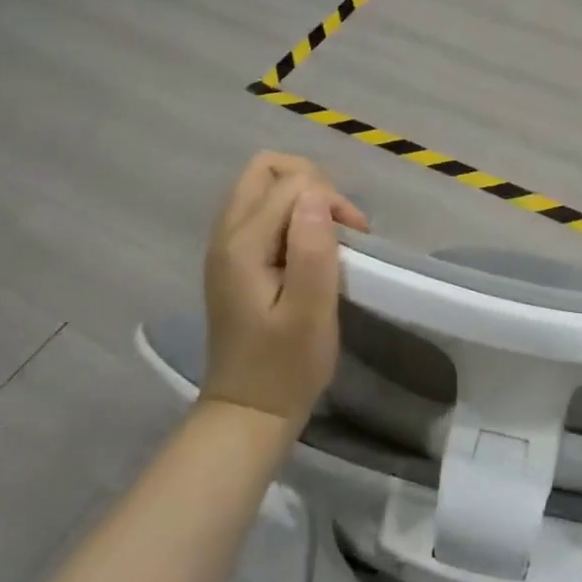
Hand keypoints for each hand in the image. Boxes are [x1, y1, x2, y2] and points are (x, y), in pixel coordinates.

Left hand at [201, 152, 369, 425]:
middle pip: (265, 168)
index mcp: (242, 245)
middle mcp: (226, 235)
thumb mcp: (310, 312)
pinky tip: (309, 246)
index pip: (291, 183)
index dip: (331, 198)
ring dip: (301, 195)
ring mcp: (225, 246)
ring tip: (329, 232)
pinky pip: (260, 210)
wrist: (249, 412)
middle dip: (311, 181)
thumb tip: (317, 196)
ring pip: (261, 186)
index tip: (355, 238)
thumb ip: (312, 249)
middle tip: (338, 221)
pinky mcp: (234, 259)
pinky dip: (290, 213)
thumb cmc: (286, 366)